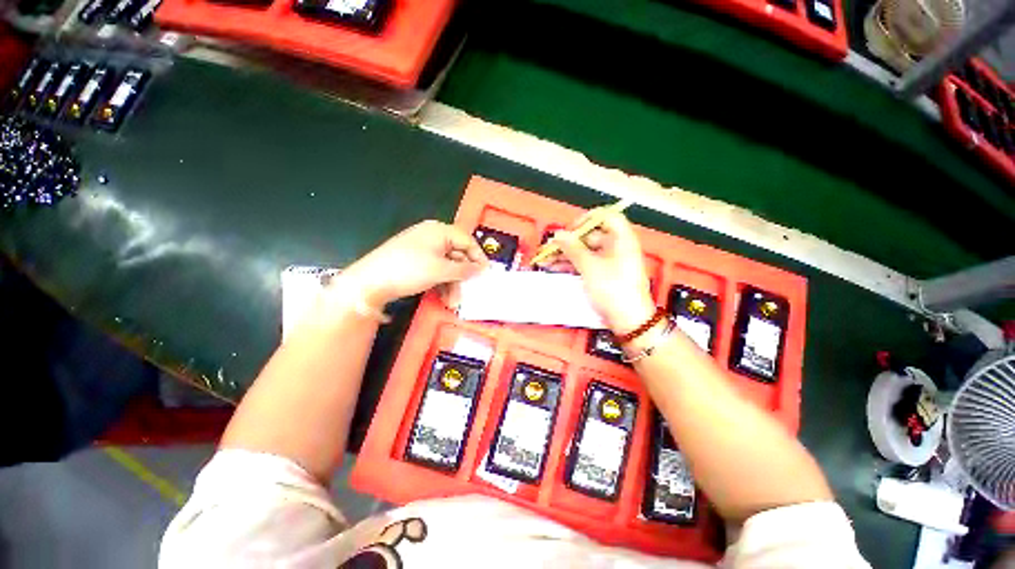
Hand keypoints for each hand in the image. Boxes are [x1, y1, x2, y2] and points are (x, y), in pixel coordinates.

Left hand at [332, 220, 487, 306]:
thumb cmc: (409, 270)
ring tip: (453, 302)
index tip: (486, 273)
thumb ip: (464, 269)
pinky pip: (435, 270)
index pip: (467, 240)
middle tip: (468, 291)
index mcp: (439, 231)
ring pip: (447, 265)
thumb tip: (480, 269)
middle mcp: (432, 236)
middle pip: (457, 254)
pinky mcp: (415, 261)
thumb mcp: (440, 270)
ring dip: (452, 283)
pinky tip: (443, 298)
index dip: (478, 257)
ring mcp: (422, 249)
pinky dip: (441, 283)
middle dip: (463, 276)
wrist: (370, 282)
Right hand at [541, 210, 654, 334]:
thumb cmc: (614, 290)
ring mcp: (610, 262)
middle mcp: (616, 248)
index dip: (586, 219)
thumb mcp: (590, 266)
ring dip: (566, 254)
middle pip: (590, 236)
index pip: (605, 217)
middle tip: (552, 247)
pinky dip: (571, 265)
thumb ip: (572, 248)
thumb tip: (559, 235)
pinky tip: (555, 268)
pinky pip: (585, 264)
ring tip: (547, 259)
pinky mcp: (603, 275)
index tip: (570, 229)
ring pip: (585, 252)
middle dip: (569, 242)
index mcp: (621, 239)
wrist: (628, 320)